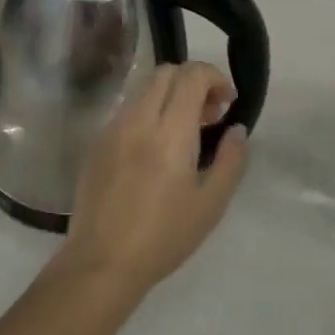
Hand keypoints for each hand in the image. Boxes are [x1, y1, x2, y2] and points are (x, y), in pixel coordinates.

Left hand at [58, 63, 249, 296]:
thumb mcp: (211, 203)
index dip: (214, 78)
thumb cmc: (164, 236)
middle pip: (166, 72)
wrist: (102, 262)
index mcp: (170, 131)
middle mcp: (138, 119)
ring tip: (184, 133)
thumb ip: (232, 160)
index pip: (191, 75)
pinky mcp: (97, 142)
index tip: (227, 103)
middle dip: (193, 82)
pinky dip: (148, 112)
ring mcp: (112, 128)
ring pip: (144, 88)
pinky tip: (155, 149)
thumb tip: (237, 129)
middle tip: (208, 116)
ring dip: (170, 96)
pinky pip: (127, 110)